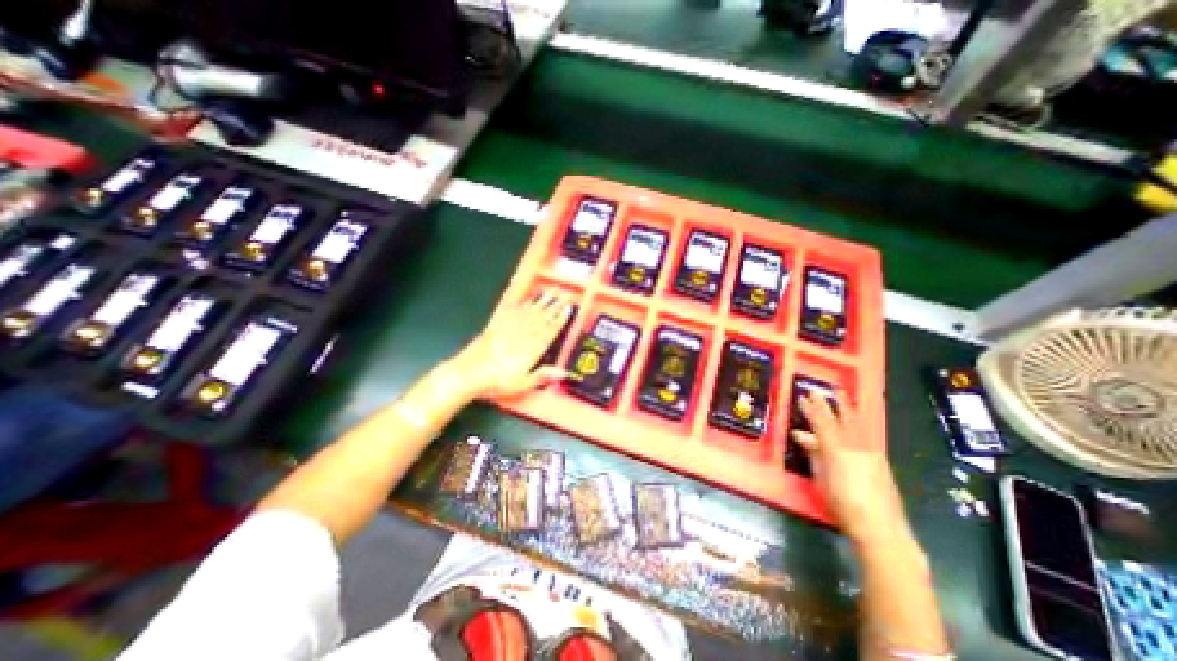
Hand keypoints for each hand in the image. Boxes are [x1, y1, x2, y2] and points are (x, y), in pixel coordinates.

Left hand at [449, 291, 572, 400]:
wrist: (470, 372)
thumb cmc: (498, 381)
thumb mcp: (523, 383)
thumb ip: (544, 375)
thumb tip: (564, 373)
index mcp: (533, 348)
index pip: (551, 330)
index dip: (561, 319)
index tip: (569, 309)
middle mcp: (525, 333)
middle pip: (544, 316)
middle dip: (556, 304)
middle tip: (565, 294)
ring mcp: (511, 326)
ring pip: (531, 310)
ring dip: (543, 300)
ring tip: (552, 291)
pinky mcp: (498, 323)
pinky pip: (514, 309)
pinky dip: (523, 302)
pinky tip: (529, 298)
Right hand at [789, 389, 907, 543]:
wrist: (881, 527)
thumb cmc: (842, 503)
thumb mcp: (820, 478)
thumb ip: (813, 453)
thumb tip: (801, 434)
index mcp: (836, 449)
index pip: (821, 421)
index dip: (812, 408)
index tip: (804, 396)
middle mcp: (855, 445)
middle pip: (840, 418)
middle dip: (830, 402)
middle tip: (822, 389)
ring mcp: (870, 451)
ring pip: (857, 423)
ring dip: (847, 408)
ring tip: (841, 395)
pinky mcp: (880, 459)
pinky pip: (866, 433)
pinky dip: (857, 422)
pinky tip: (854, 420)